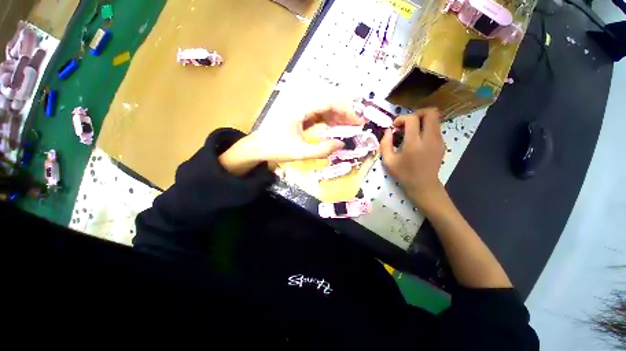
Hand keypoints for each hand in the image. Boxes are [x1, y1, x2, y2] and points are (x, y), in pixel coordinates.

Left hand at [250, 106, 364, 162]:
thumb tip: (342, 144)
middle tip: (357, 124)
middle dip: (344, 113)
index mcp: (301, 109)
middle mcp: (301, 104)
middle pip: (328, 102)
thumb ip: (322, 150)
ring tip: (348, 126)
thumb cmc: (276, 149)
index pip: (329, 103)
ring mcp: (299, 109)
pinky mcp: (298, 115)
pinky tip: (334, 126)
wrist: (257, 147)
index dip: (346, 111)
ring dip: (337, 116)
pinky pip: (317, 114)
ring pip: (323, 108)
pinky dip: (328, 119)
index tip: (358, 121)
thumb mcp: (301, 152)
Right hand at [381, 108, 444, 210]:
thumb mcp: (388, 161)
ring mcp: (439, 141)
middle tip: (406, 123)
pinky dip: (426, 128)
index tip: (395, 126)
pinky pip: (436, 128)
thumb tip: (388, 130)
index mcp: (414, 144)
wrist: (423, 186)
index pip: (412, 119)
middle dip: (416, 113)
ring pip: (435, 119)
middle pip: (430, 112)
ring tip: (411, 131)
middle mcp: (429, 139)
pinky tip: (418, 139)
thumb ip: (385, 144)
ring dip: (421, 120)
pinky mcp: (442, 143)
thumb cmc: (403, 174)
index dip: (401, 118)